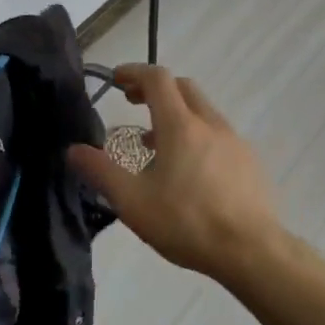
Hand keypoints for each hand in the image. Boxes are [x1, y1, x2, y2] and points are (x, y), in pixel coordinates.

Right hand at [69, 64, 282, 278]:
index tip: (116, 79)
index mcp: (180, 126)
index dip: (134, 72)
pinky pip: (219, 136)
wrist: (251, 252)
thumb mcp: (132, 201)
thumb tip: (73, 150)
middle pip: (184, 88)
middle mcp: (211, 124)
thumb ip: (100, 172)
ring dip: (176, 115)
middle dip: (156, 89)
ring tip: (155, 144)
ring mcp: (236, 142)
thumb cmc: (186, 222)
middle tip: (134, 104)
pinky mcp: (250, 163)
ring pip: (203, 112)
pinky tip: (189, 172)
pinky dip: (197, 136)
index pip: (157, 79)